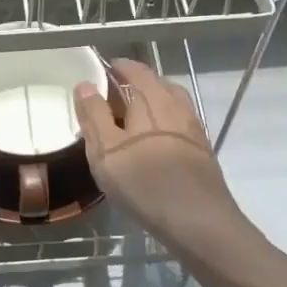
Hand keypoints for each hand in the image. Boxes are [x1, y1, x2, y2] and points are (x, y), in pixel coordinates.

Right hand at [73, 59, 244, 250]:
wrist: (198, 221)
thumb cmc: (144, 182)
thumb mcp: (106, 150)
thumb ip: (94, 116)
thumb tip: (85, 85)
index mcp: (152, 100)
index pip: (135, 71)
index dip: (119, 66)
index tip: (104, 67)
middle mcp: (177, 107)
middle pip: (157, 85)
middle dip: (136, 83)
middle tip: (114, 93)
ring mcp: (193, 129)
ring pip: (172, 104)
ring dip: (153, 102)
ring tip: (133, 115)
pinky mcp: (201, 151)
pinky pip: (179, 124)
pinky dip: (164, 122)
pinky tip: (154, 142)